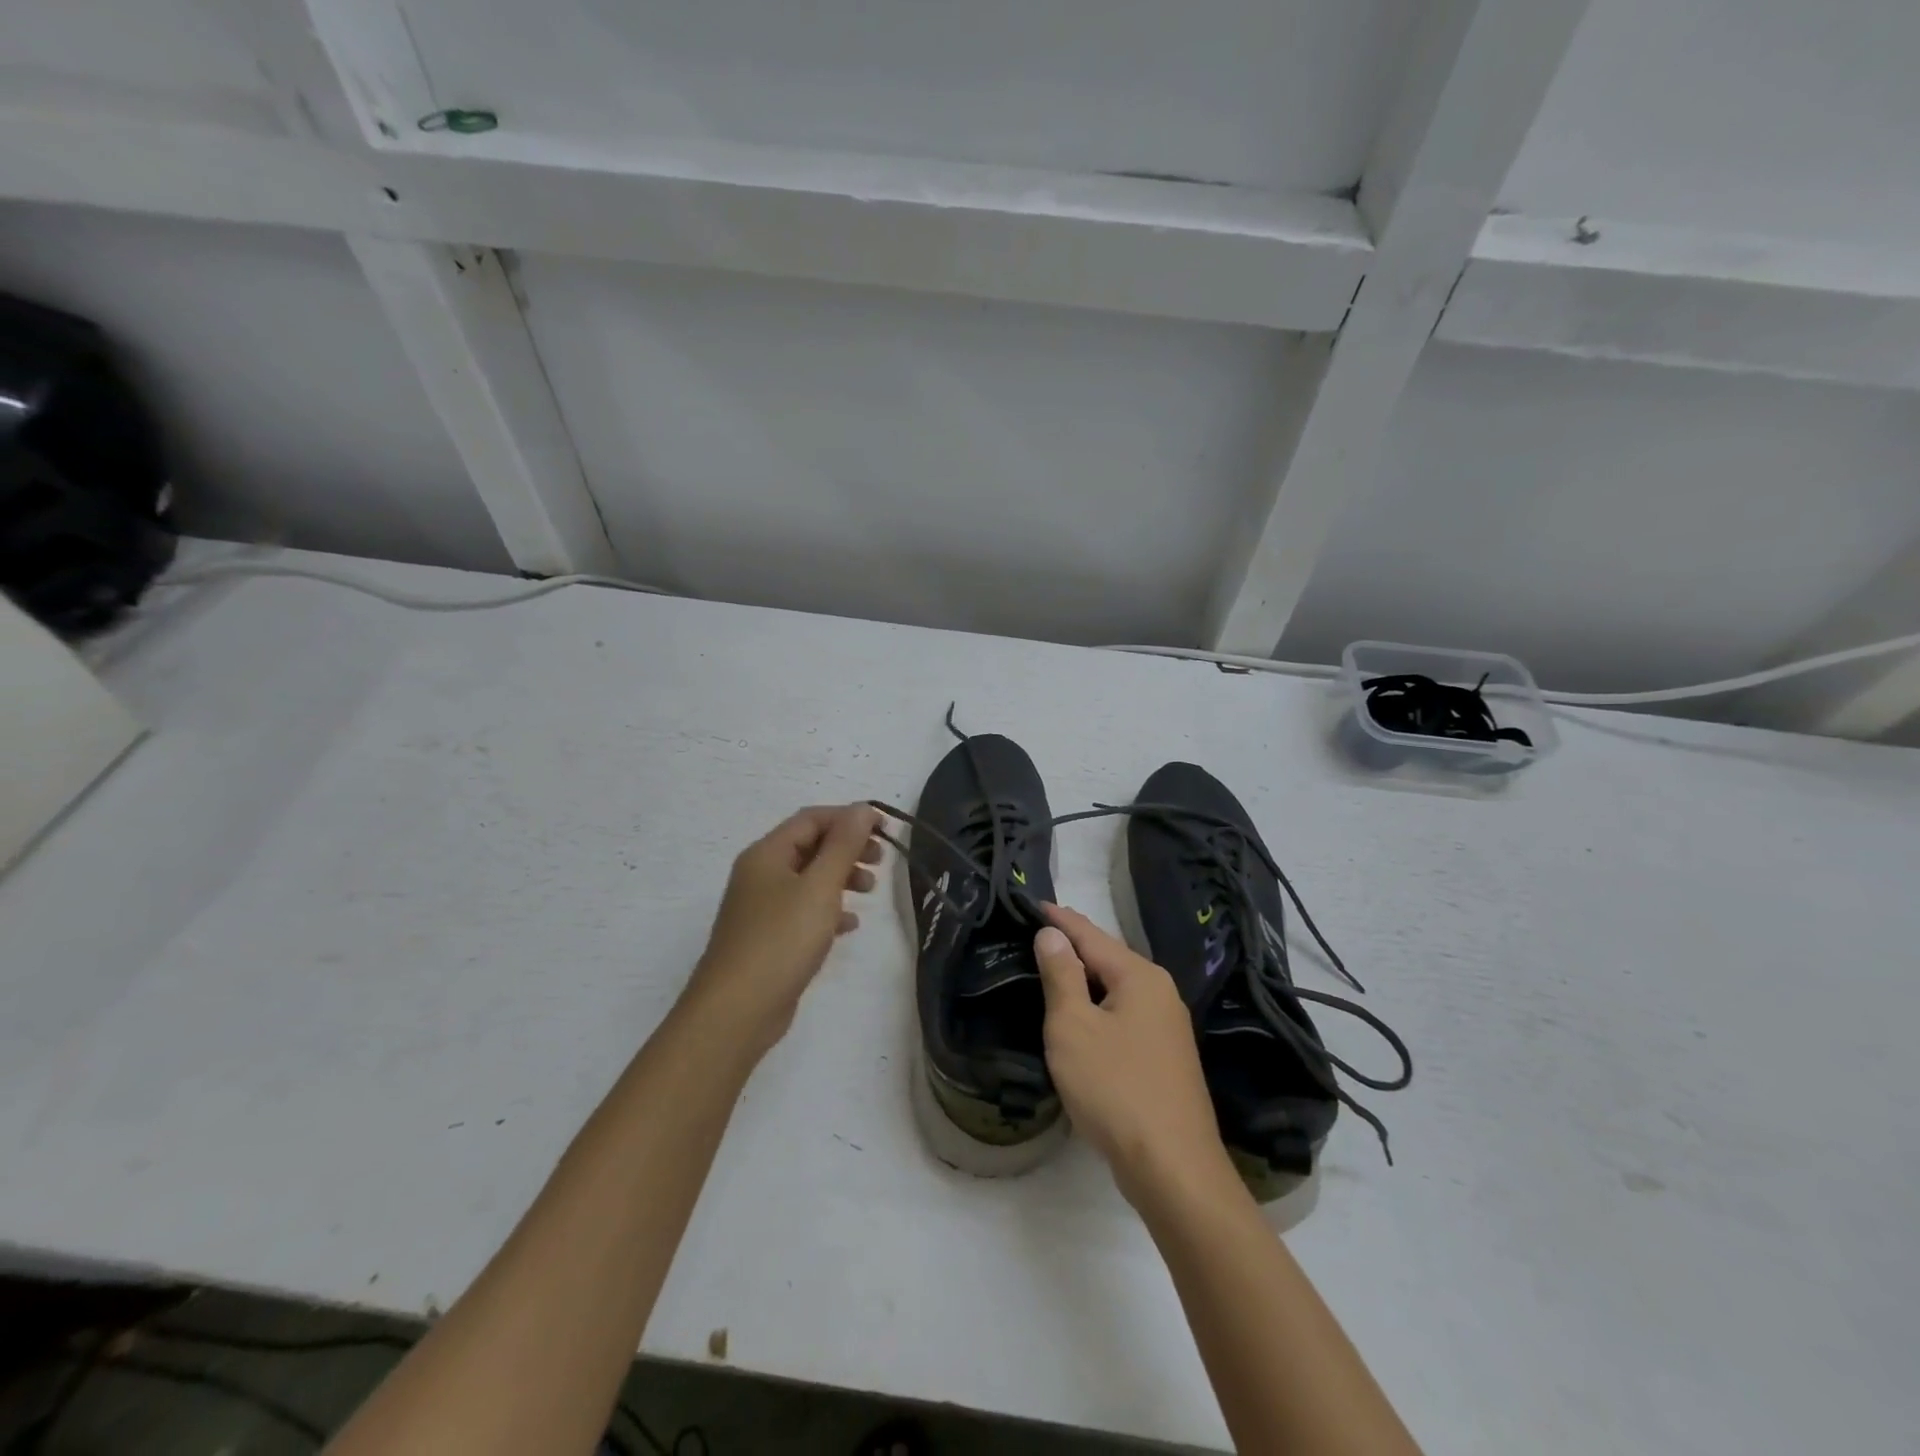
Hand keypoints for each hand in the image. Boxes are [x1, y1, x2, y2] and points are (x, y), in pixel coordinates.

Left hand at [685, 803, 882, 1055]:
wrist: (736, 1011)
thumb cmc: (781, 940)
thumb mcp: (819, 886)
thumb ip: (844, 845)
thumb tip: (862, 808)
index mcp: (767, 854)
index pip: (812, 819)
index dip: (850, 817)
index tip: (886, 829)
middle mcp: (760, 874)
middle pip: (811, 846)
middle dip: (848, 848)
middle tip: (880, 861)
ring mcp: (762, 908)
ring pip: (809, 879)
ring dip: (842, 877)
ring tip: (870, 891)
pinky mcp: (768, 938)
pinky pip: (803, 911)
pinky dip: (829, 909)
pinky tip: (849, 925)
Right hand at [1034, 904, 1237, 1209]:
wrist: (1173, 1168)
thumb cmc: (1115, 1088)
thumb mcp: (1074, 1027)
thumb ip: (1061, 976)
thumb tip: (1052, 934)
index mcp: (1139, 976)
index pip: (1090, 935)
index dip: (1060, 920)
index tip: (1033, 903)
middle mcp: (1160, 992)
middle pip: (1108, 957)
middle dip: (1074, 944)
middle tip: (1039, 931)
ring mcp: (1167, 1026)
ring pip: (1117, 988)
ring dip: (1086, 976)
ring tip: (1054, 965)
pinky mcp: (1165, 1056)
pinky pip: (1124, 1014)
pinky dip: (1099, 1005)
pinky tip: (1083, 1014)